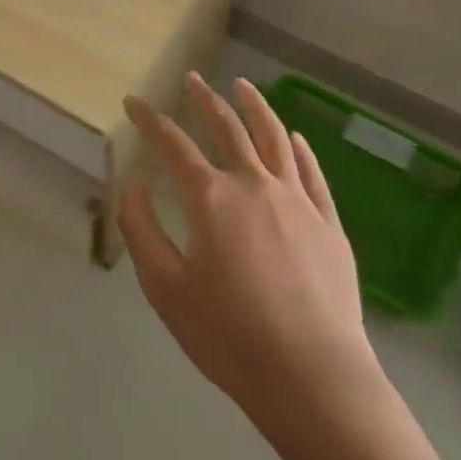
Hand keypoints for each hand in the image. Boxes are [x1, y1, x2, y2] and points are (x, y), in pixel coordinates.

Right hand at [118, 74, 380, 427]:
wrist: (314, 380)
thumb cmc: (230, 337)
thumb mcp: (165, 288)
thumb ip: (141, 229)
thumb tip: (132, 183)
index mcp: (210, 197)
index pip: (172, 143)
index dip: (148, 119)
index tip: (133, 102)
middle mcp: (253, 184)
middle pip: (226, 127)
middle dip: (204, 99)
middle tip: (192, 79)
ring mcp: (296, 200)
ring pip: (274, 137)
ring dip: (255, 106)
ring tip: (243, 85)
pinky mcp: (328, 223)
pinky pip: (312, 173)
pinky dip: (300, 148)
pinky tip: (294, 137)